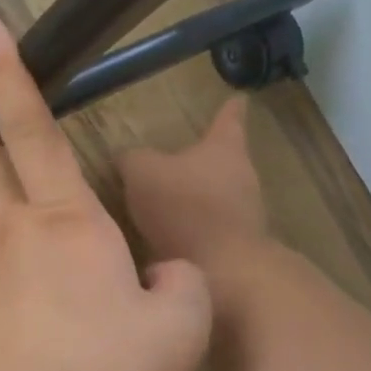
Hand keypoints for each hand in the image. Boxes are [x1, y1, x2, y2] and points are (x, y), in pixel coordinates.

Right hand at [118, 97, 268, 271]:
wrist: (224, 272)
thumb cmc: (185, 207)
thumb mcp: (142, 173)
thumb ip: (132, 160)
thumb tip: (126, 157)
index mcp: (224, 149)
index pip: (229, 119)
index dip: (230, 109)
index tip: (239, 98)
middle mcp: (242, 177)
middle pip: (223, 161)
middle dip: (200, 162)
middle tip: (176, 162)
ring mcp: (244, 215)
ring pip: (217, 198)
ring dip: (194, 201)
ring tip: (163, 208)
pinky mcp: (237, 249)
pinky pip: (209, 232)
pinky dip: (191, 233)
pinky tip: (165, 244)